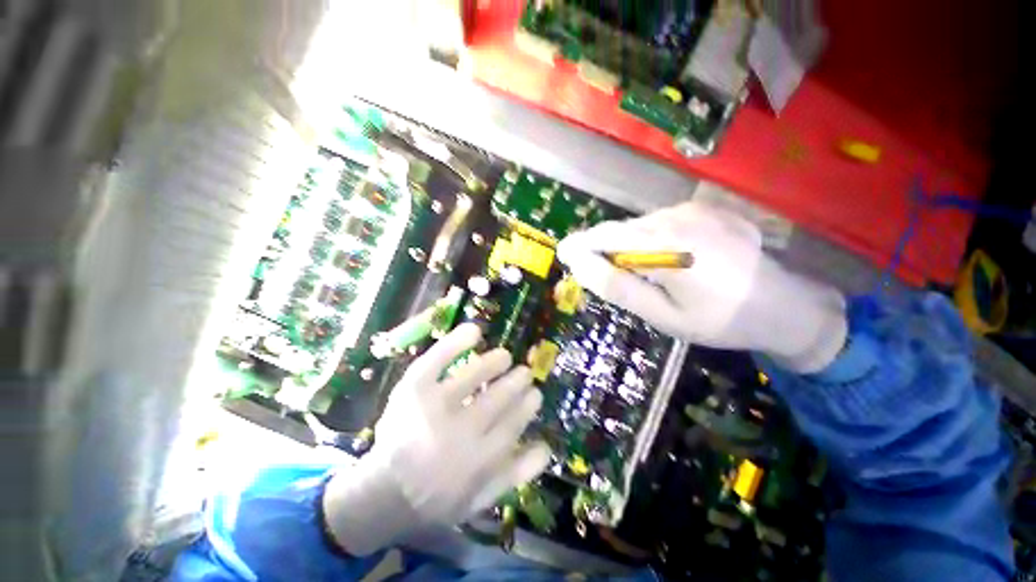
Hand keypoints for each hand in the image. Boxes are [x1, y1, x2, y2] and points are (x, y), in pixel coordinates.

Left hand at [323, 324, 550, 555]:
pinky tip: (475, 330)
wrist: (385, 492)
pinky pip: (438, 360)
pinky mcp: (414, 389)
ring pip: (473, 376)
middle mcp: (460, 431)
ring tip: (505, 356)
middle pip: (497, 398)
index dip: (526, 405)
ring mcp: (434, 406)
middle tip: (524, 372)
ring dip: (494, 363)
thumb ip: (515, 475)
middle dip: (516, 381)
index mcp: (479, 459)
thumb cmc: (438, 497)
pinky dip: (456, 342)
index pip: (512, 424)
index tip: (534, 393)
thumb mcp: (480, 499)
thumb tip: (546, 446)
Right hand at [557, 201, 846, 372]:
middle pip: (623, 230)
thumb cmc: (720, 320)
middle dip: (606, 249)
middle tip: (606, 275)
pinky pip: (662, 222)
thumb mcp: (663, 315)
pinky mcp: (706, 209)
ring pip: (641, 226)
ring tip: (644, 273)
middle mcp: (680, 217)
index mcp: (668, 245)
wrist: (785, 306)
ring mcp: (696, 209)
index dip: (581, 244)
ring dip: (630, 246)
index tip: (564, 253)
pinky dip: (652, 240)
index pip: (608, 236)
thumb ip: (620, 288)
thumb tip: (580, 265)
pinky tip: (670, 260)